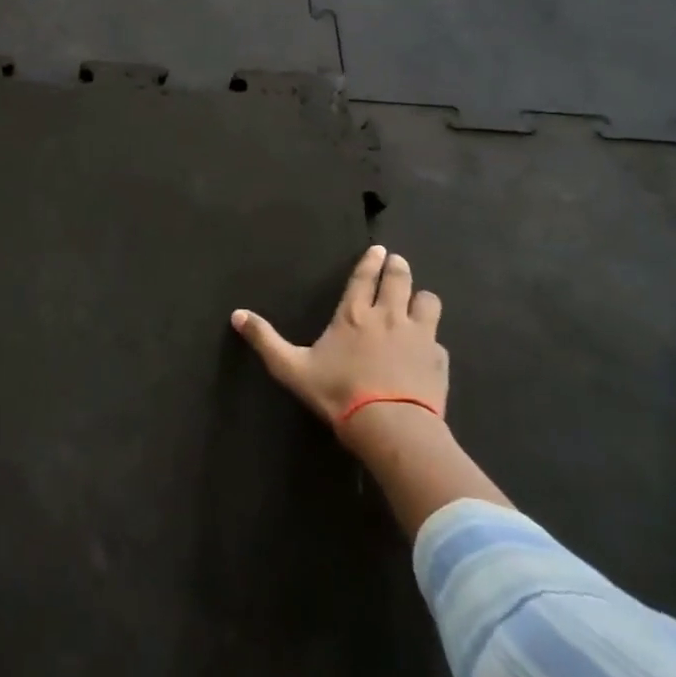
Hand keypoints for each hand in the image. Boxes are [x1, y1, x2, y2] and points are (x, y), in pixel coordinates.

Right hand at [233, 245, 447, 438]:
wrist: (391, 427)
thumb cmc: (338, 393)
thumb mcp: (291, 368)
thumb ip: (265, 340)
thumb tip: (236, 315)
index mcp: (354, 315)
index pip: (364, 278)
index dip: (371, 261)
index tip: (379, 249)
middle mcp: (389, 317)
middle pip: (399, 280)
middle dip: (398, 268)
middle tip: (397, 261)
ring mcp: (419, 337)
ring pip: (428, 302)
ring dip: (421, 298)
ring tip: (418, 300)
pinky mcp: (439, 360)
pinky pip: (438, 341)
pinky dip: (432, 340)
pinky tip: (427, 350)